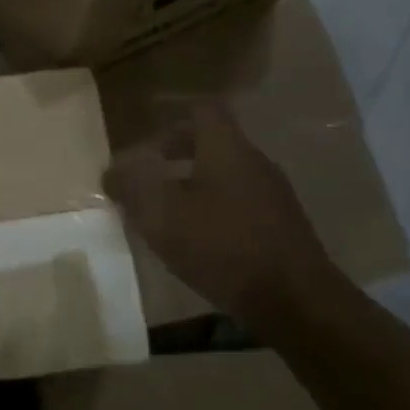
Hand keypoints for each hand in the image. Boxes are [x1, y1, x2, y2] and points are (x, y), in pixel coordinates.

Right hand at [104, 97, 332, 315]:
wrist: (298, 303)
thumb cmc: (224, 247)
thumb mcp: (163, 216)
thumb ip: (133, 188)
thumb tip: (111, 171)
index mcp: (227, 148)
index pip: (202, 108)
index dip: (174, 107)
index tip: (149, 114)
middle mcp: (254, 162)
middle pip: (214, 139)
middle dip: (178, 146)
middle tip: (148, 162)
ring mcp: (272, 194)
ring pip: (225, 171)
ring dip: (193, 177)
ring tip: (165, 201)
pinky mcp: (280, 226)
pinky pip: (238, 199)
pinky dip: (211, 202)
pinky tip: (195, 232)